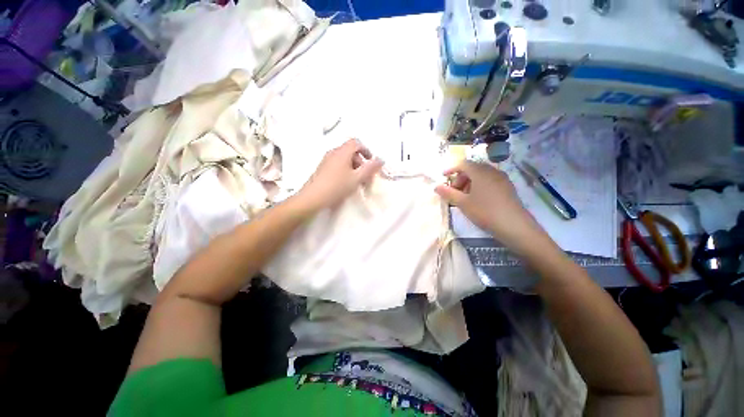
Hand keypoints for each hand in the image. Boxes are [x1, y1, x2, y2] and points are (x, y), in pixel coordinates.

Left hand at [296, 139, 383, 211]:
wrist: (313, 197)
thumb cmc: (337, 186)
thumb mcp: (357, 178)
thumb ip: (370, 168)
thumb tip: (381, 159)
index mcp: (342, 152)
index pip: (356, 143)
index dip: (366, 150)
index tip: (371, 161)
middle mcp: (333, 153)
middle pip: (350, 151)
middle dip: (361, 162)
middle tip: (366, 176)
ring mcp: (326, 160)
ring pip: (344, 159)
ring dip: (354, 167)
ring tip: (357, 182)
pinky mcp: (322, 169)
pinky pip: (337, 164)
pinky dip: (345, 170)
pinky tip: (346, 183)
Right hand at [435, 161, 545, 248]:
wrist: (514, 225)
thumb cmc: (484, 211)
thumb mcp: (462, 203)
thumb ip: (448, 193)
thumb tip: (436, 186)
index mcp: (480, 172)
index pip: (463, 164)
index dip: (451, 169)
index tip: (443, 177)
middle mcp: (492, 171)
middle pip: (472, 168)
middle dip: (460, 177)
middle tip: (454, 191)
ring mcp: (502, 178)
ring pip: (481, 175)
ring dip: (469, 182)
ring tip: (464, 196)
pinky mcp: (507, 187)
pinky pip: (489, 180)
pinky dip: (479, 185)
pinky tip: (477, 199)